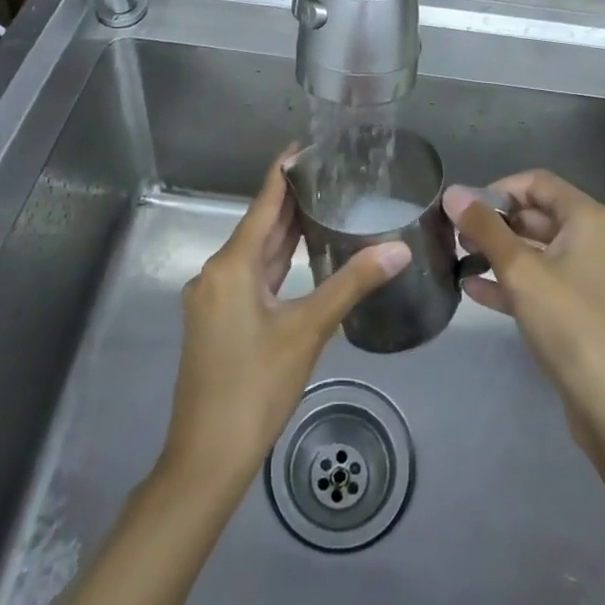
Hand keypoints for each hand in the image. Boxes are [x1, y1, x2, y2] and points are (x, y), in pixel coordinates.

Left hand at [161, 147, 411, 485]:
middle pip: (258, 226)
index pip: (262, 204)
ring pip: (254, 254)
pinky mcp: (217, 321)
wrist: (206, 459)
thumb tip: (398, 248)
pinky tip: (300, 256)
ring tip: (321, 204)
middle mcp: (215, 273)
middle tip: (328, 173)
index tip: (304, 145)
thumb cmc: (255, 387)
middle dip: (289, 200)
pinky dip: (275, 262)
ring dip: (283, 232)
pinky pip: (249, 277)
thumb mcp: (308, 330)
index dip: (283, 173)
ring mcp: (213, 299)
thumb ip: (352, 284)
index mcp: (231, 266)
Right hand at [445, 171, 604, 456]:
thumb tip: (452, 192)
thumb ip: (485, 228)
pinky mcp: (586, 311)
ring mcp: (594, 278)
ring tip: (459, 259)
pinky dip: (513, 282)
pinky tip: (474, 291)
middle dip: (496, 223)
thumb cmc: (571, 325)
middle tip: (456, 235)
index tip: (465, 208)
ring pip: (539, 252)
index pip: (538, 183)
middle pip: (538, 215)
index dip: (498, 188)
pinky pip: (545, 283)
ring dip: (500, 253)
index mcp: (589, 219)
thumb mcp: (520, 271)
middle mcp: (597, 241)